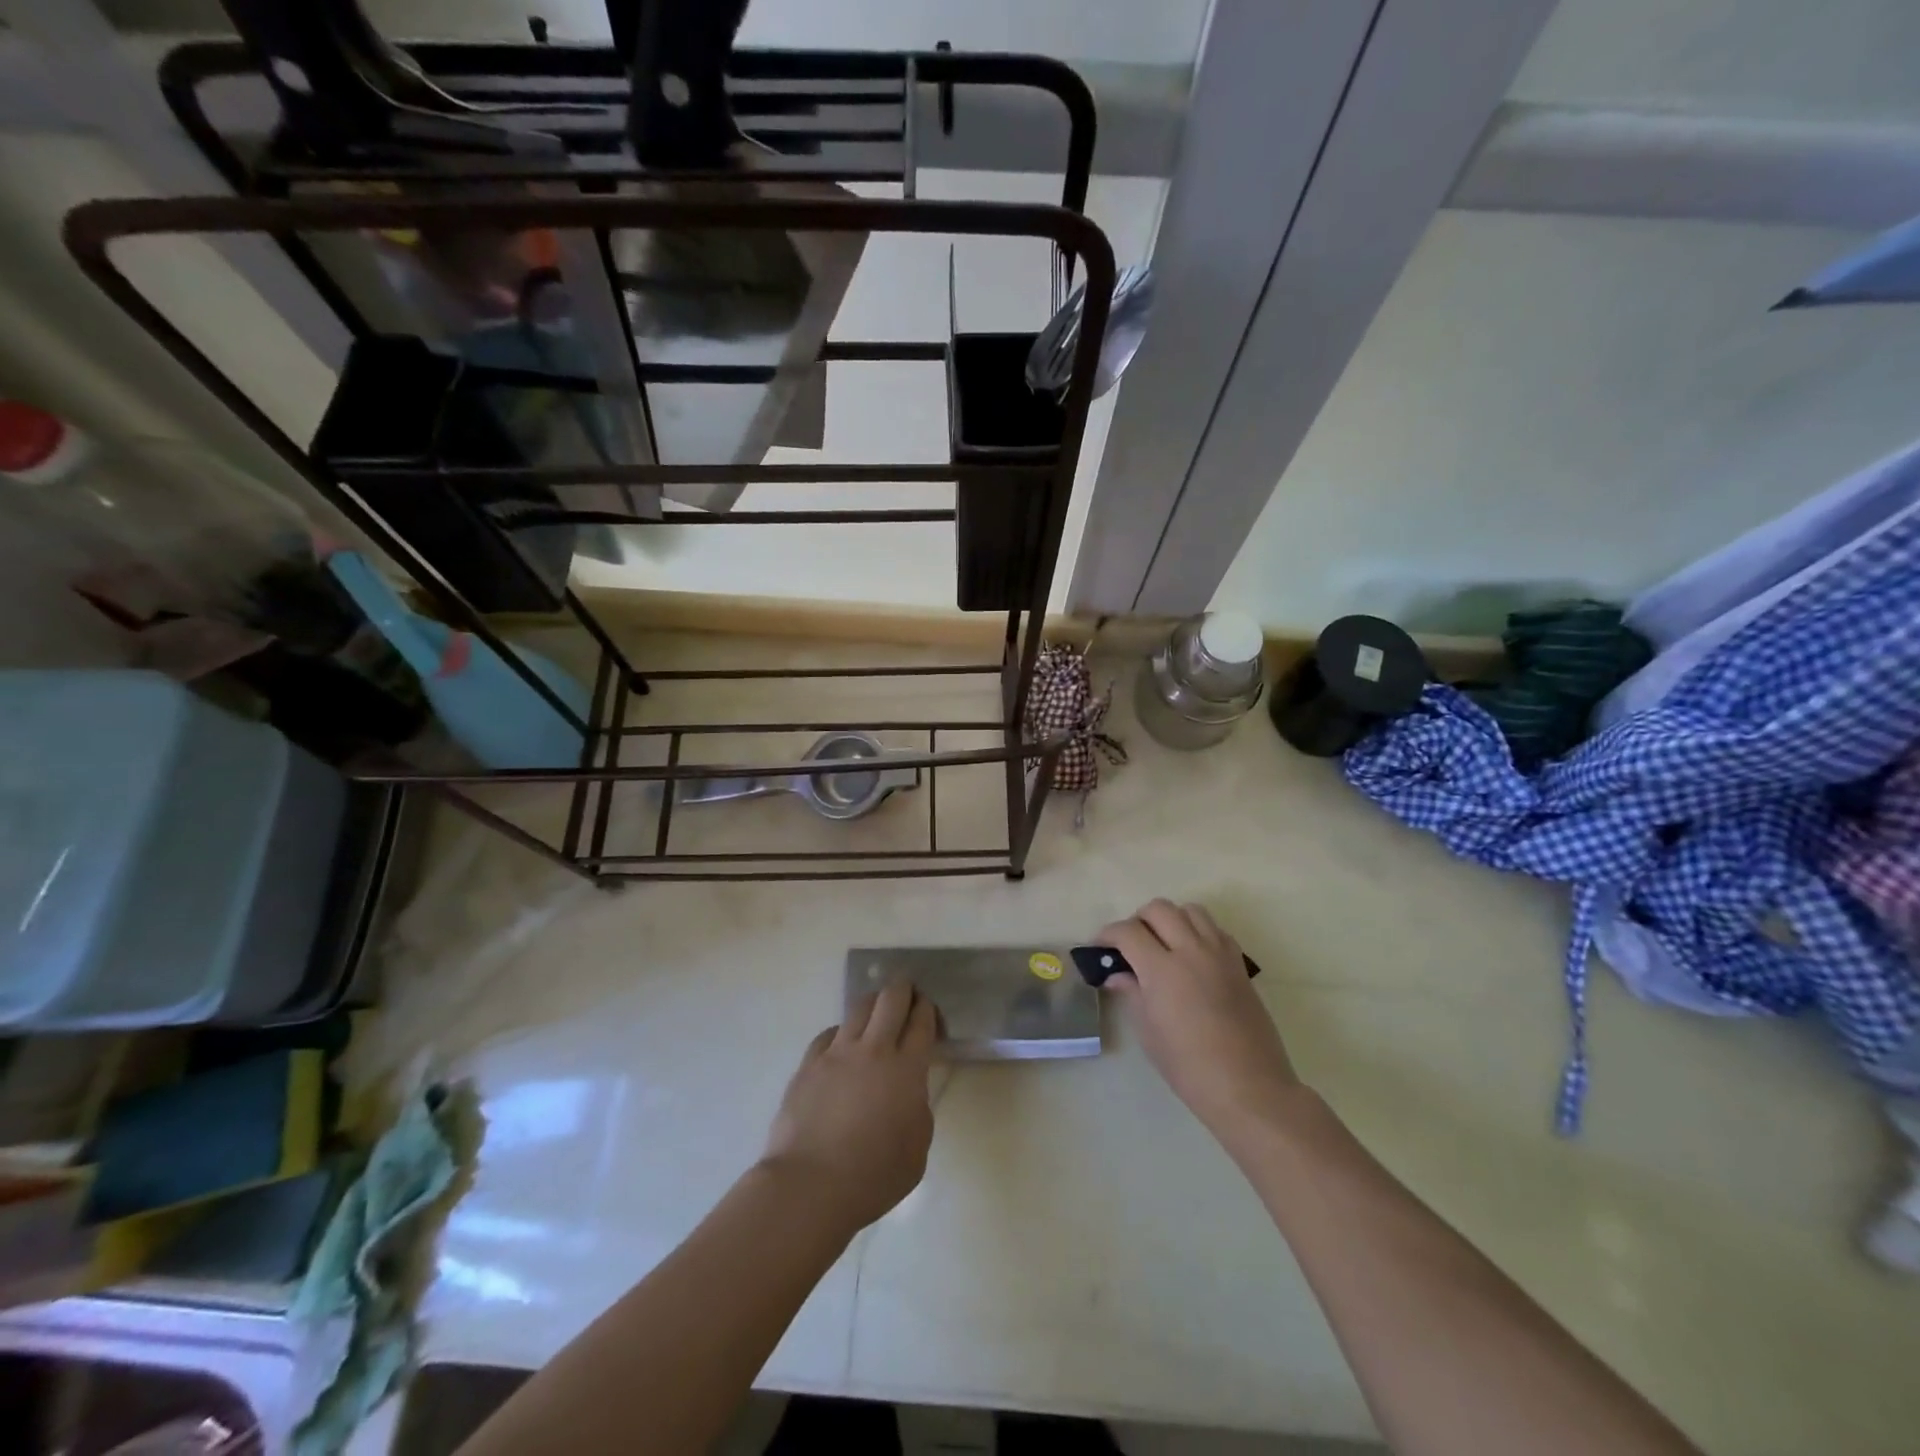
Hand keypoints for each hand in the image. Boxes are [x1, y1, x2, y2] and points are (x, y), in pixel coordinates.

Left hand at [760, 980, 937, 1232]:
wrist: (810, 1186)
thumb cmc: (873, 1177)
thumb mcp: (917, 1150)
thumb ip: (918, 1109)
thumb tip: (908, 1091)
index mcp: (907, 1070)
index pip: (921, 1022)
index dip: (926, 1009)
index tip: (927, 1008)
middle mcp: (874, 1050)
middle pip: (891, 999)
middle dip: (903, 989)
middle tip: (907, 992)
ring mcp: (837, 1053)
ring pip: (859, 1008)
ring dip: (873, 1003)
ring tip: (876, 1011)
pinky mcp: (808, 1064)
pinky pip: (829, 1034)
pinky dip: (841, 1033)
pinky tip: (842, 1046)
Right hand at [1098, 900, 1301, 1139]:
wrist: (1249, 1087)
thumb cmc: (1189, 1067)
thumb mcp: (1149, 1032)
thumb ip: (1132, 993)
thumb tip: (1117, 974)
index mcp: (1162, 969)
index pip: (1128, 931)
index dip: (1108, 934)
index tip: (1100, 947)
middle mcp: (1191, 951)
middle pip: (1160, 908)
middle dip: (1139, 919)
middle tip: (1131, 944)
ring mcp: (1219, 954)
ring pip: (1191, 910)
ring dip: (1171, 919)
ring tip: (1164, 944)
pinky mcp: (1239, 964)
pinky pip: (1216, 929)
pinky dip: (1199, 931)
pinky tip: (1192, 956)